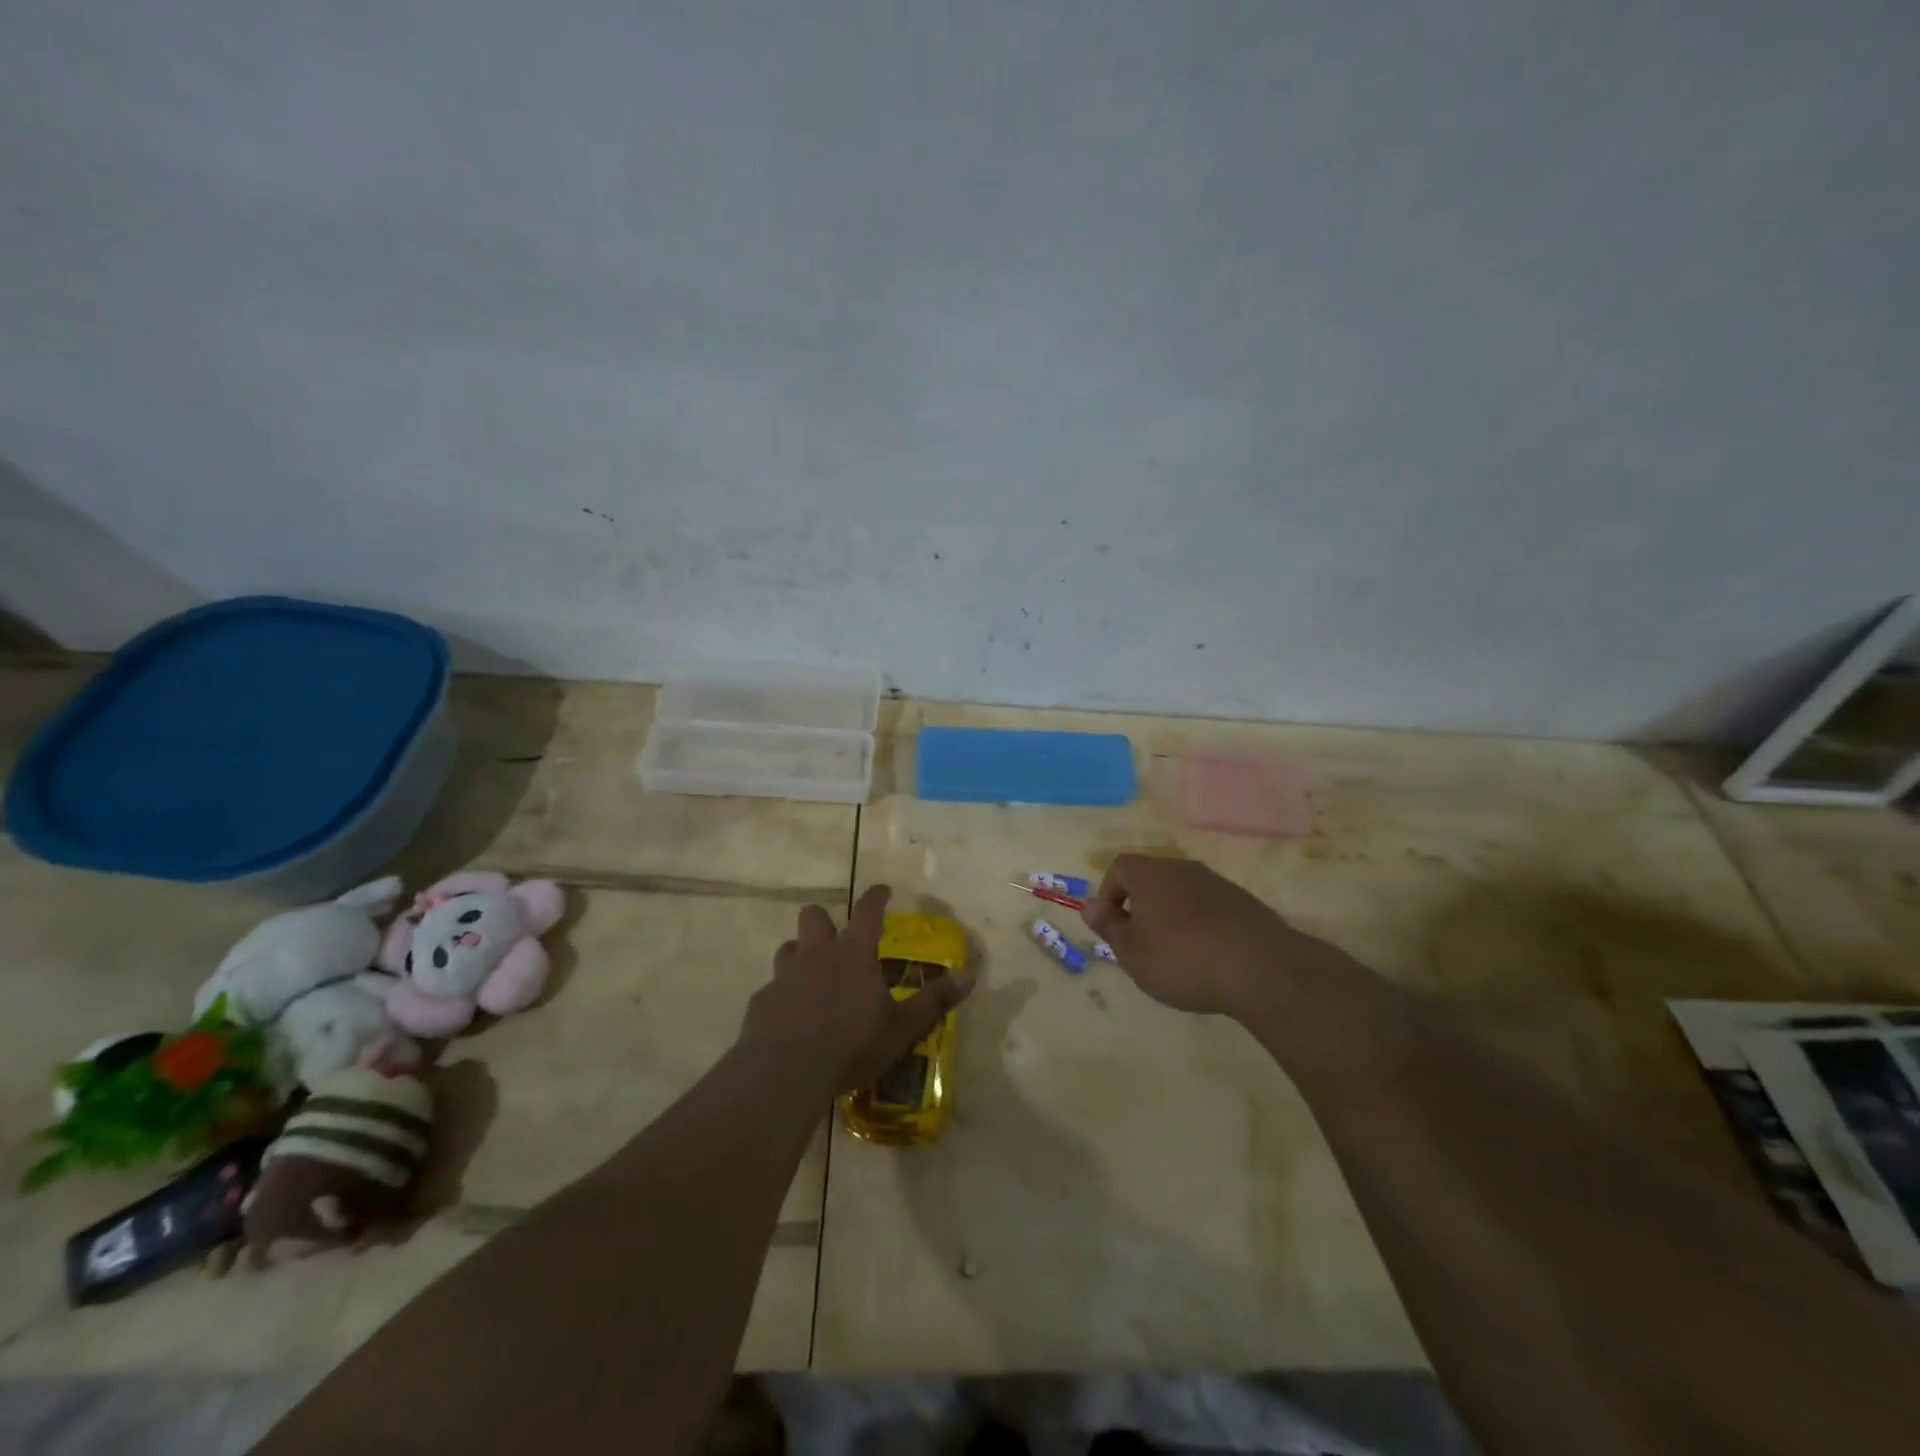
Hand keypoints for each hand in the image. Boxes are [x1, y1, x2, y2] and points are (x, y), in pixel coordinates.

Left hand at [739, 885, 973, 1095]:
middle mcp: (816, 955)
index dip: (876, 897)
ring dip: (800, 956)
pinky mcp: (761, 1002)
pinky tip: (789, 1018)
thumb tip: (970, 975)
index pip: (867, 911)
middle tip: (836, 938)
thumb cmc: (851, 1044)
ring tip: (811, 977)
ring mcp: (784, 976)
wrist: (785, 1071)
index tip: (883, 890)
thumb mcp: (902, 1027)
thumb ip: (934, 1001)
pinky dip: (782, 996)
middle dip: (825, 921)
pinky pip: (772, 989)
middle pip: (814, 916)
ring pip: (788, 948)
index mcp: (853, 953)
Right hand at [1082, 854, 1322, 1016]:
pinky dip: (1200, 924)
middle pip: (1151, 877)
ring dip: (1171, 915)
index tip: (1112, 926)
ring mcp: (1217, 883)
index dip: (1108, 893)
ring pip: (1181, 892)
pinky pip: (1209, 906)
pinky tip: (1207, 956)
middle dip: (1140, 906)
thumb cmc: (1182, 959)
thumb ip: (1108, 926)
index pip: (1119, 867)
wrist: (1261, 968)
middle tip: (1140, 943)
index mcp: (1150, 874)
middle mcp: (1182, 868)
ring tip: (1175, 954)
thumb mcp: (1132, 952)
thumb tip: (1087, 904)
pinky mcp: (1243, 902)